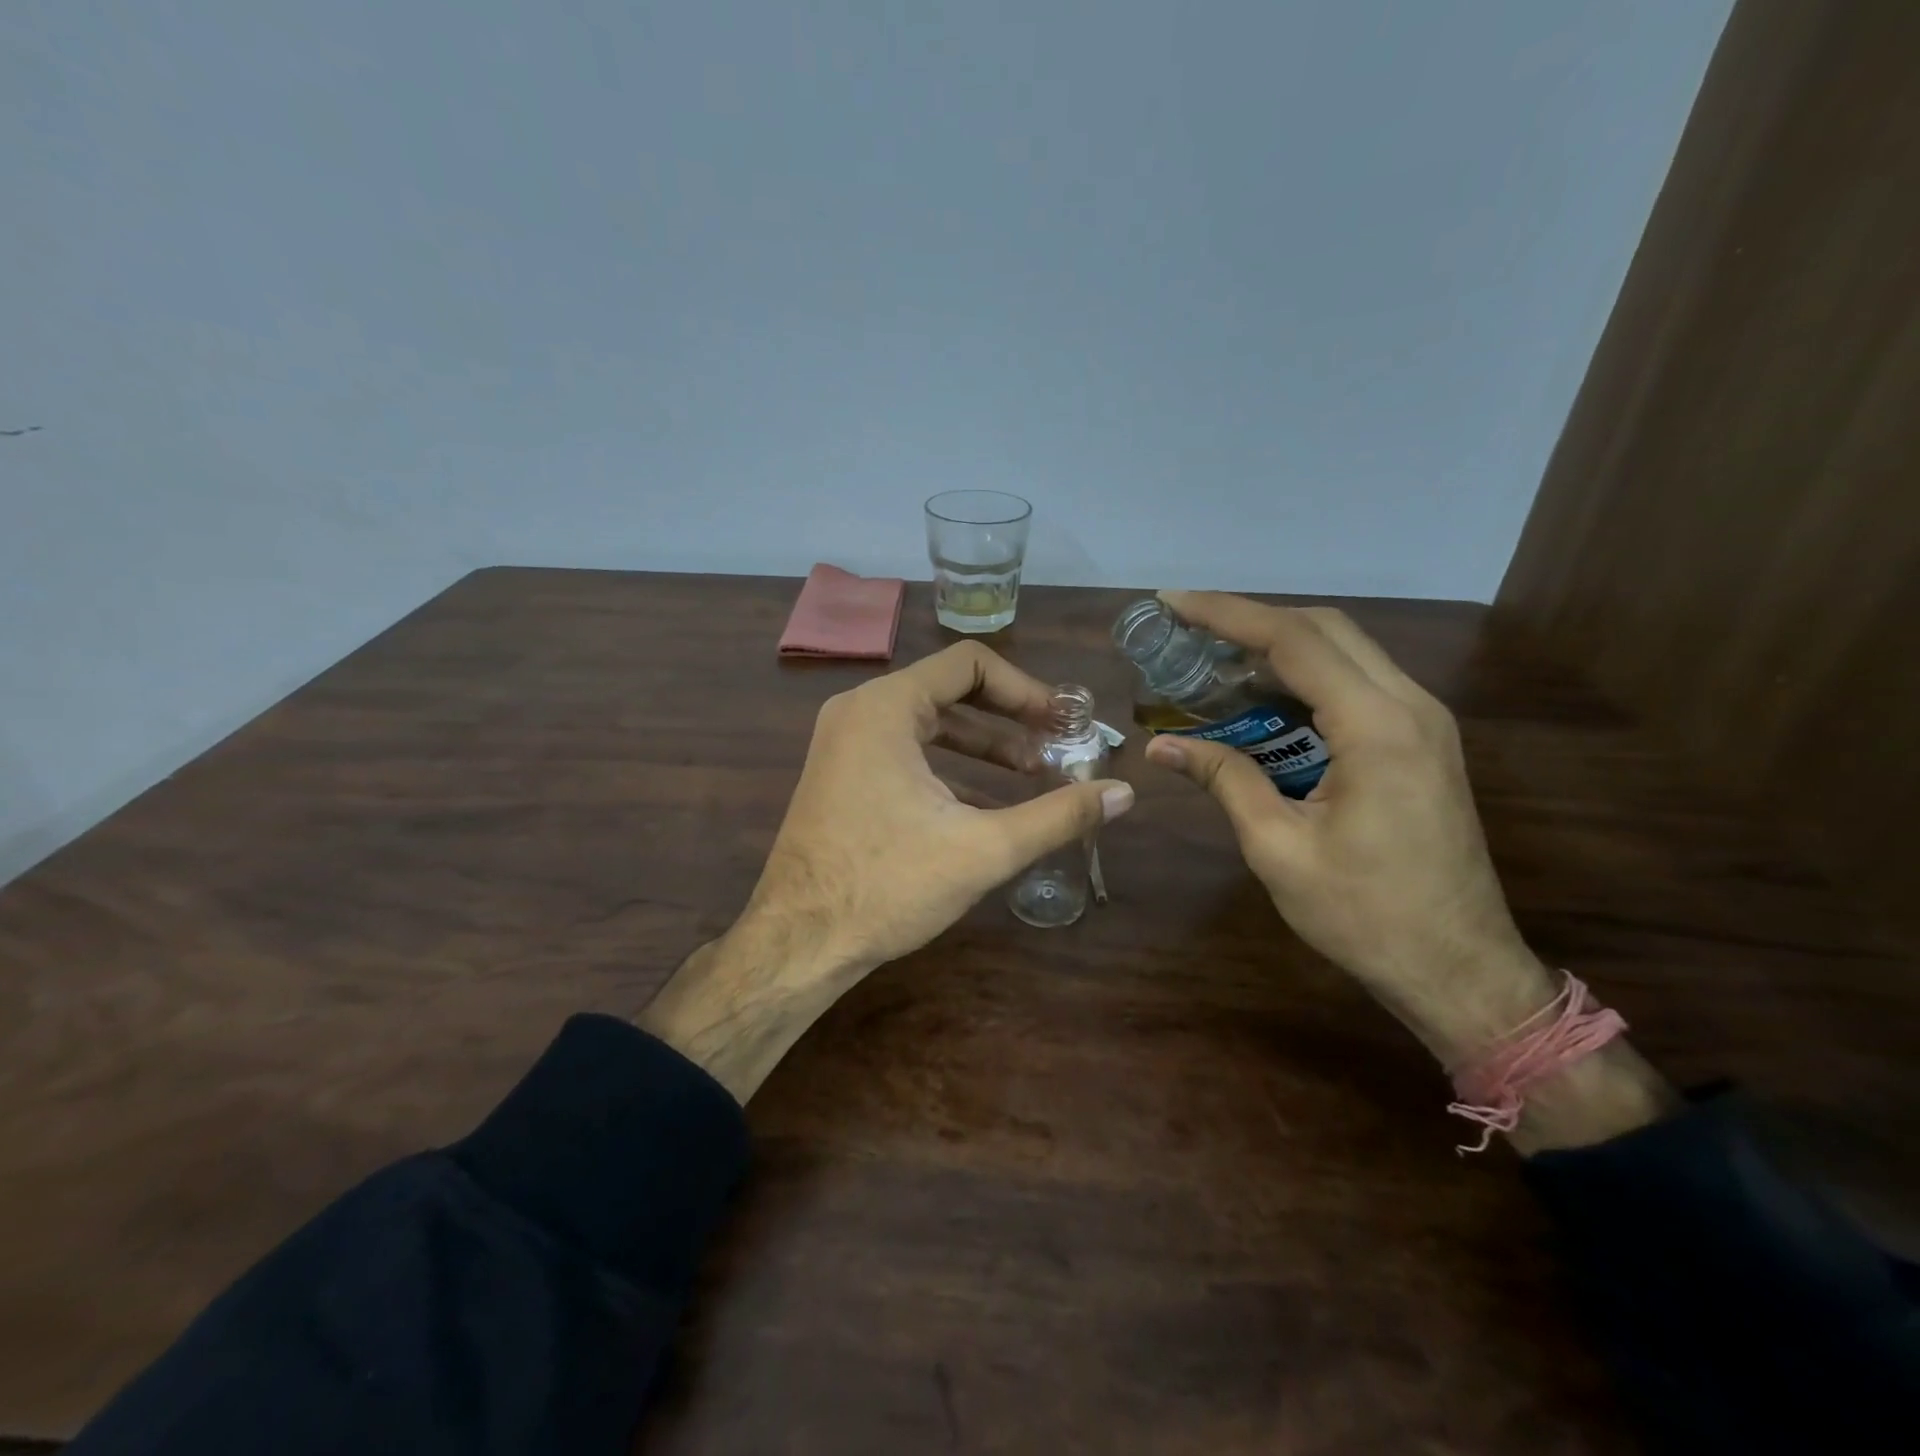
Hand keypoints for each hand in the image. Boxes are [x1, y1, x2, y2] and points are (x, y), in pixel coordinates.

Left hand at [642, 641, 1134, 1099]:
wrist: (798, 943)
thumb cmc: (887, 886)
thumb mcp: (983, 849)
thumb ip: (1058, 816)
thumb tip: (1125, 794)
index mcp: (886, 707)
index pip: (970, 664)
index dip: (1026, 689)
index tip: (1064, 724)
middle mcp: (859, 711)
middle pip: (951, 690)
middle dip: (1010, 719)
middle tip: (1058, 748)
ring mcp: (844, 743)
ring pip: (930, 724)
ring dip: (984, 745)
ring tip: (1034, 775)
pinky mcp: (842, 775)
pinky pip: (907, 751)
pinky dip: (950, 765)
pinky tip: (987, 800)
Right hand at [1142, 591, 1551, 1059]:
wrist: (1458, 968)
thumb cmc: (1364, 915)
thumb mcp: (1277, 847)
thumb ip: (1224, 779)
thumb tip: (1161, 745)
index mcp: (1377, 728)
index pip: (1294, 642)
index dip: (1227, 615)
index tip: (1173, 604)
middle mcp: (1410, 706)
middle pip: (1325, 629)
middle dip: (1251, 619)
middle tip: (1188, 629)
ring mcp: (1424, 722)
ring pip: (1345, 652)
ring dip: (1278, 646)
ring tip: (1214, 660)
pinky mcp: (1422, 742)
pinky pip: (1357, 685)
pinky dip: (1305, 678)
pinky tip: (1262, 699)